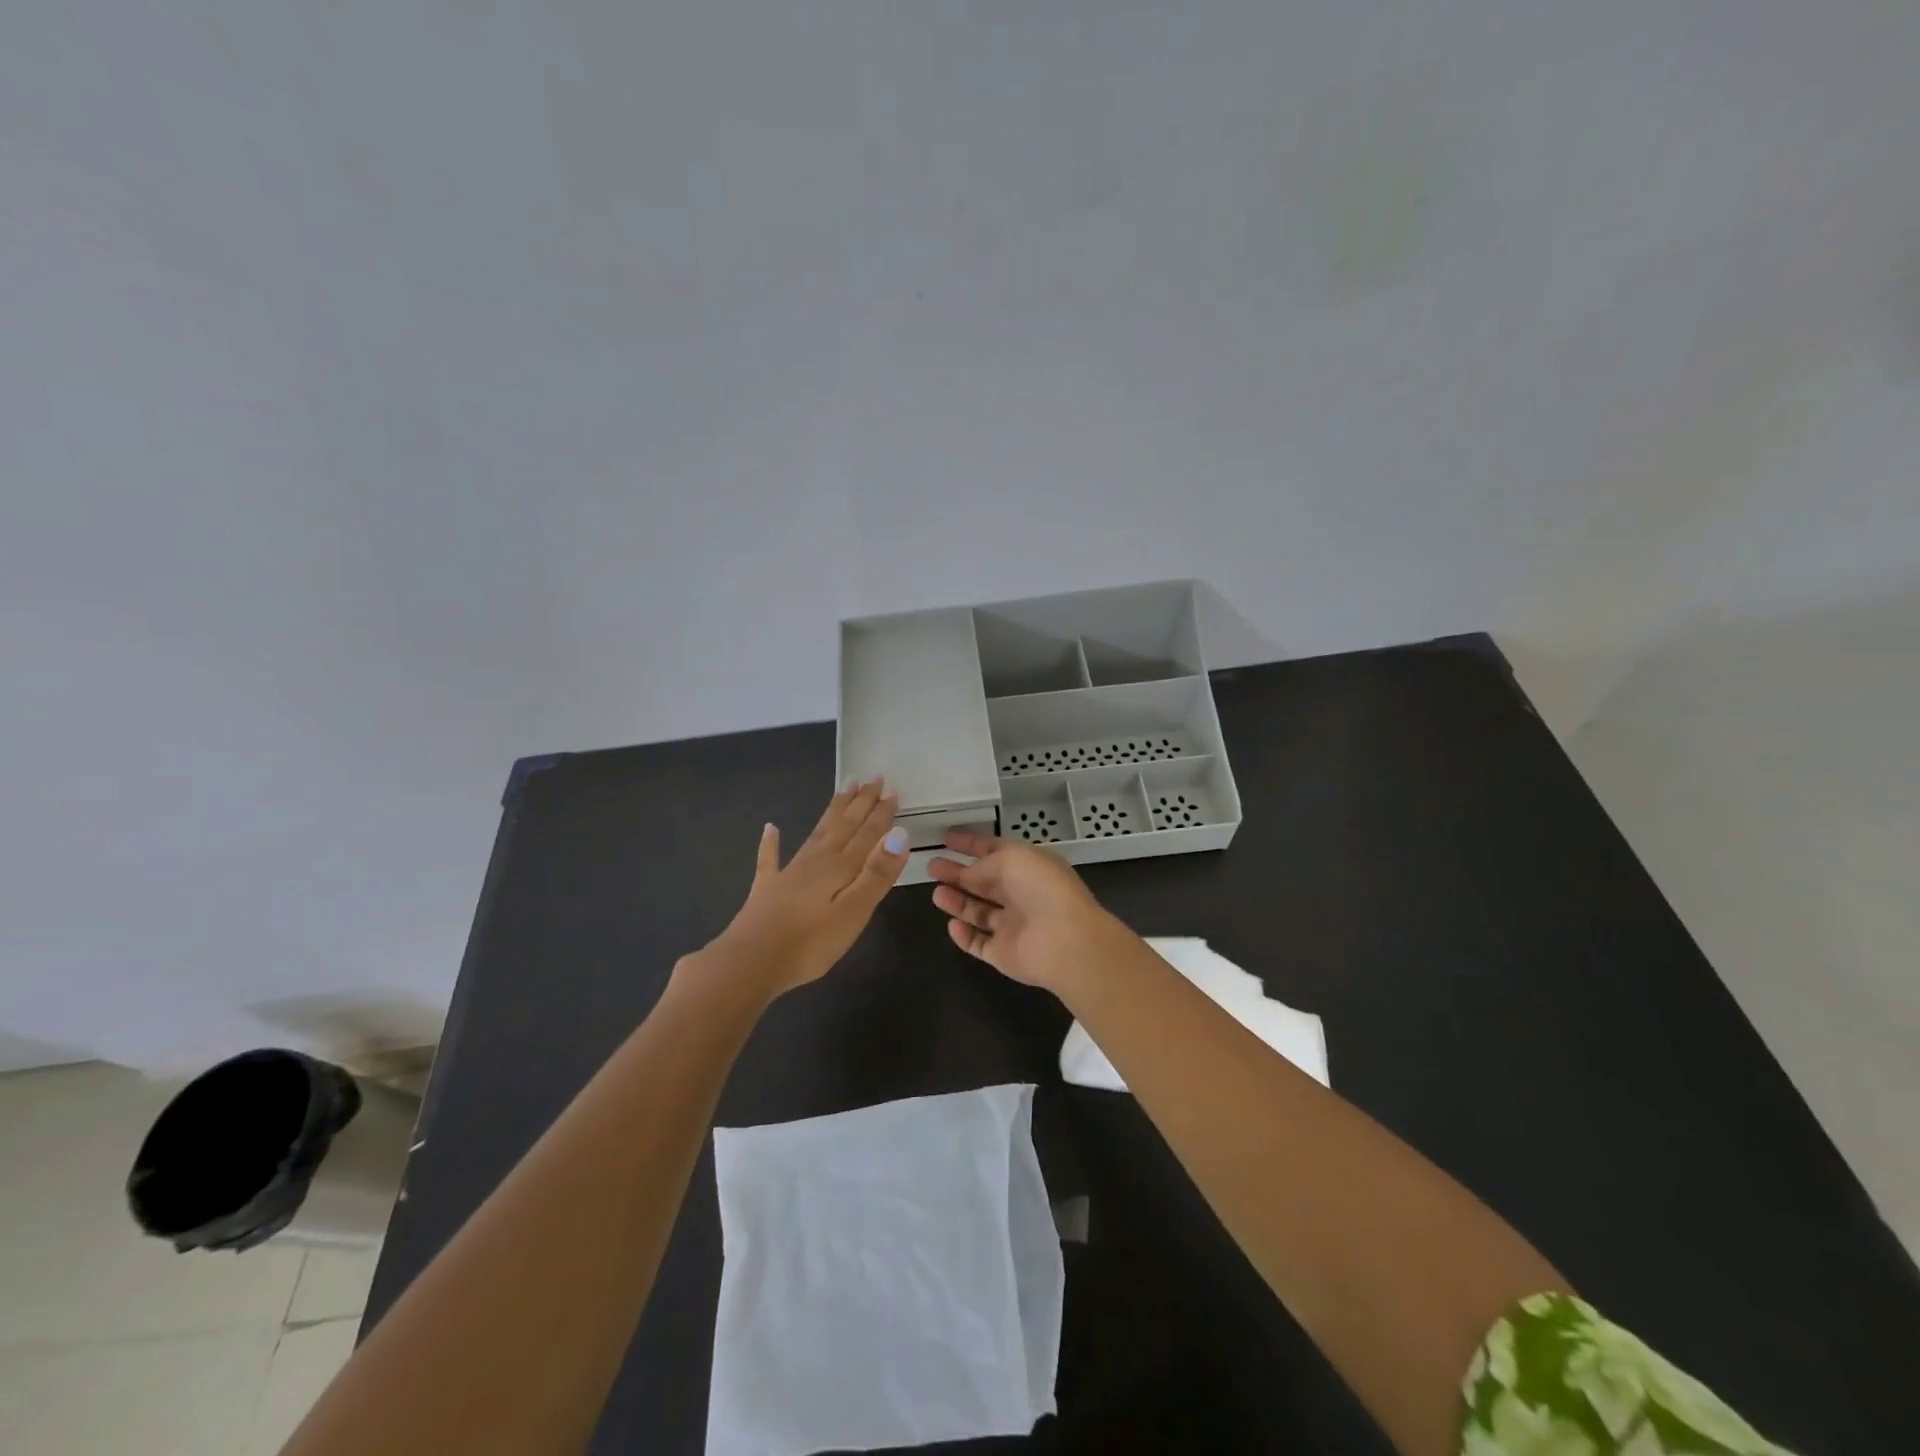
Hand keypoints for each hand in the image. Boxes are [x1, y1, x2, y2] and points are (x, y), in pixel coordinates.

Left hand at [696, 778, 909, 998]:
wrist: (750, 962)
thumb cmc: (810, 943)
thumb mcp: (854, 912)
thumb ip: (876, 874)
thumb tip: (899, 835)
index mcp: (840, 868)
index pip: (867, 834)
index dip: (881, 813)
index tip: (892, 790)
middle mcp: (816, 862)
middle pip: (843, 826)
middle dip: (860, 802)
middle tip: (872, 777)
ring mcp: (789, 873)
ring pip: (817, 833)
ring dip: (833, 811)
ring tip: (844, 789)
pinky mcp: (767, 889)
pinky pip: (770, 858)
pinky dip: (771, 842)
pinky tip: (770, 828)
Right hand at [927, 829, 1131, 999]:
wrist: (1065, 941)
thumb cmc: (1041, 888)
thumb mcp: (1010, 859)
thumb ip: (982, 864)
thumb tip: (966, 874)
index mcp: (1028, 866)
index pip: (995, 851)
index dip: (970, 844)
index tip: (946, 838)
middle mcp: (1021, 894)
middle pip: (984, 882)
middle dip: (958, 873)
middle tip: (932, 866)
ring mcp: (1013, 926)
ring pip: (979, 912)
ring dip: (957, 902)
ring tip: (935, 893)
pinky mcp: (1004, 954)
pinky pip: (979, 943)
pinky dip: (964, 935)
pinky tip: (951, 925)